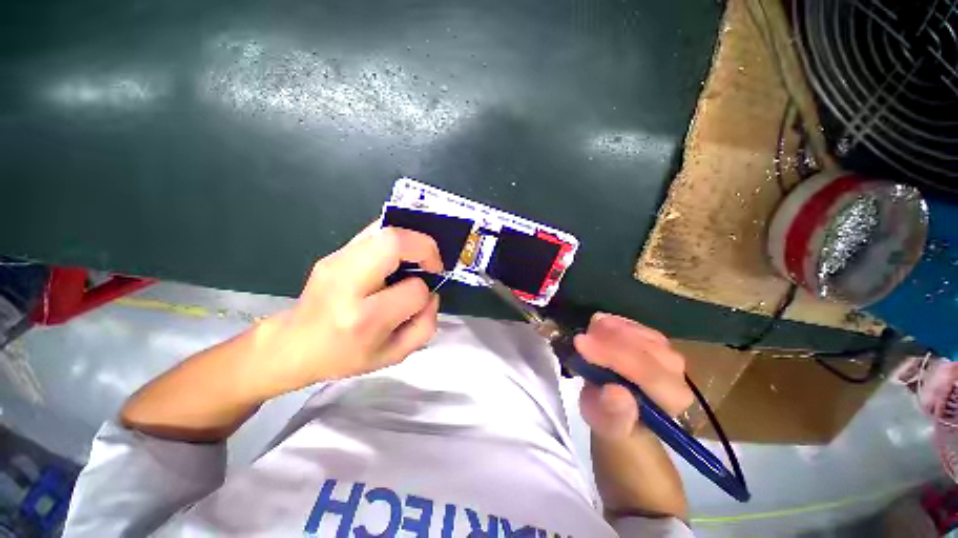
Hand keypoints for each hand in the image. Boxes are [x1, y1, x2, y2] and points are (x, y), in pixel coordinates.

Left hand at [248, 226, 442, 398]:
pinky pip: (374, 232)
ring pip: (384, 230)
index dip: (425, 293)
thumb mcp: (393, 355)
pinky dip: (396, 238)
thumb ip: (424, 326)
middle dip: (424, 248)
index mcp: (364, 319)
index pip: (413, 290)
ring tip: (417, 258)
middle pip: (394, 242)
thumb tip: (432, 293)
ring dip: (411, 240)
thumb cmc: (346, 356)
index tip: (421, 299)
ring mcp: (336, 262)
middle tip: (431, 264)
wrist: (294, 345)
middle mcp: (347, 284)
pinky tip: (398, 254)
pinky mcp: (333, 253)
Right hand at [574, 313, 692, 439]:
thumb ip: (613, 414)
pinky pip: (634, 324)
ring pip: (640, 333)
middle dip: (609, 340)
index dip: (613, 356)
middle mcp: (676, 374)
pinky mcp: (653, 338)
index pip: (648, 373)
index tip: (581, 345)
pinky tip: (597, 326)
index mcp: (670, 401)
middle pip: (647, 348)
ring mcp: (666, 352)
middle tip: (579, 338)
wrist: (617, 407)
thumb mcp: (605, 425)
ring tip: (586, 333)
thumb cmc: (611, 420)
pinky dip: (613, 323)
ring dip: (610, 329)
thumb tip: (615, 392)